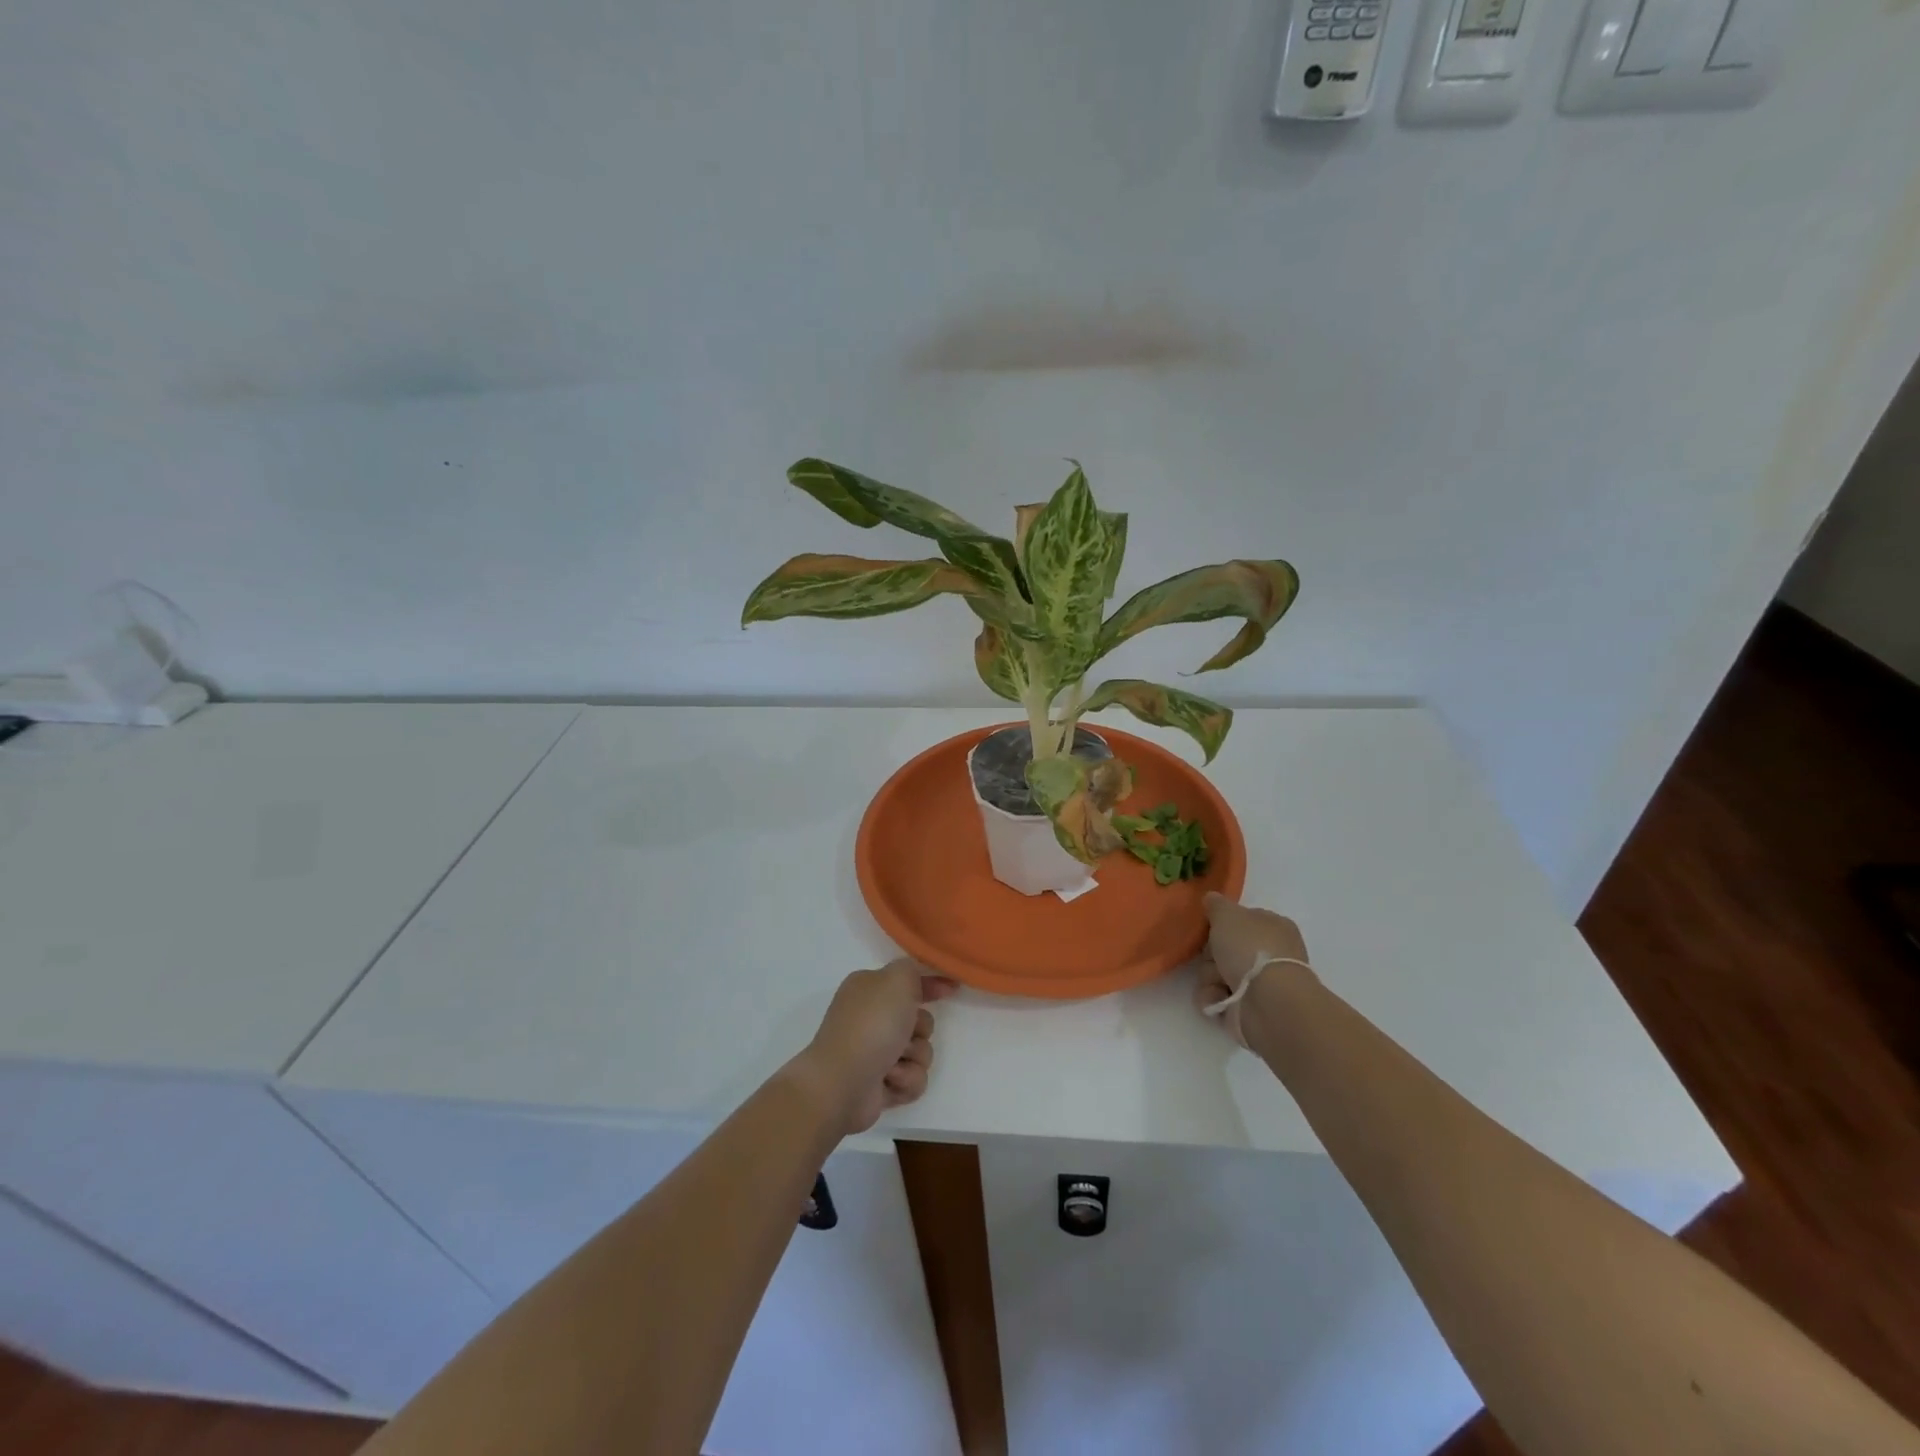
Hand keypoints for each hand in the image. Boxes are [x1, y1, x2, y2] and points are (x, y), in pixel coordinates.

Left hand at [797, 961, 956, 1134]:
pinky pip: (913, 1078)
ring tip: (892, 1064)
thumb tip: (914, 979)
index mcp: (869, 989)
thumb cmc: (870, 1025)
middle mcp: (871, 1018)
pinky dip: (905, 1080)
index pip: (907, 981)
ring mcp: (875, 1052)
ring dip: (913, 1058)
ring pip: (921, 1051)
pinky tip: (889, 1082)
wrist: (842, 1083)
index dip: (931, 985)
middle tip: (905, 1033)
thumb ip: (911, 969)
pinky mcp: (880, 1084)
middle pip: (920, 1020)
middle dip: (919, 1029)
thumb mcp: (896, 980)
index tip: (952, 989)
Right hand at [1195, 892, 1311, 1047]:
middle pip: (1225, 949)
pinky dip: (1214, 998)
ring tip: (1217, 984)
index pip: (1241, 921)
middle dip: (1211, 956)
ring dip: (1209, 979)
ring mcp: (1261, 983)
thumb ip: (1216, 905)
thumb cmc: (1250, 949)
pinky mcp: (1251, 1008)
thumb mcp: (1227, 915)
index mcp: (1273, 927)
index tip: (1209, 929)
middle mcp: (1270, 954)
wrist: (1269, 1002)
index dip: (1221, 925)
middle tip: (1212, 959)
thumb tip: (1212, 899)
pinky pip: (1220, 998)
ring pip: (1218, 974)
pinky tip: (1218, 999)